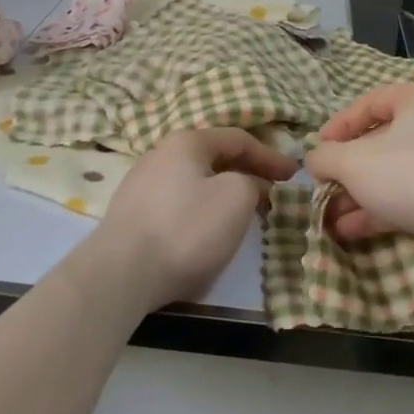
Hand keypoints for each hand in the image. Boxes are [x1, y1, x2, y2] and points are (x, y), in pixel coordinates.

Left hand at [93, 127, 298, 307]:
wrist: (120, 274)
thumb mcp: (236, 198)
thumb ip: (252, 182)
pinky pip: (176, 204)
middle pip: (214, 158)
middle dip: (246, 172)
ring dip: (222, 193)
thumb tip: (249, 185)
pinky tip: (205, 233)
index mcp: (187, 142)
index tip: (294, 175)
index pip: (238, 139)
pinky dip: (200, 211)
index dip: (270, 155)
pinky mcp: (130, 216)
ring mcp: (140, 184)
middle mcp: (160, 154)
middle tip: (271, 192)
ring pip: (194, 181)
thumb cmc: (186, 228)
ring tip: (242, 213)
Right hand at [305, 81, 413, 245]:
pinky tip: (355, 230)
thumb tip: (314, 159)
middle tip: (324, 189)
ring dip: (362, 194)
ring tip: (331, 218)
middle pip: (382, 141)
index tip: (318, 151)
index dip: (338, 126)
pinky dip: (385, 208)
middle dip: (348, 170)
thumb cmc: (411, 173)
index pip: (369, 103)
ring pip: (397, 172)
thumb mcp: (354, 163)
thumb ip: (326, 158)